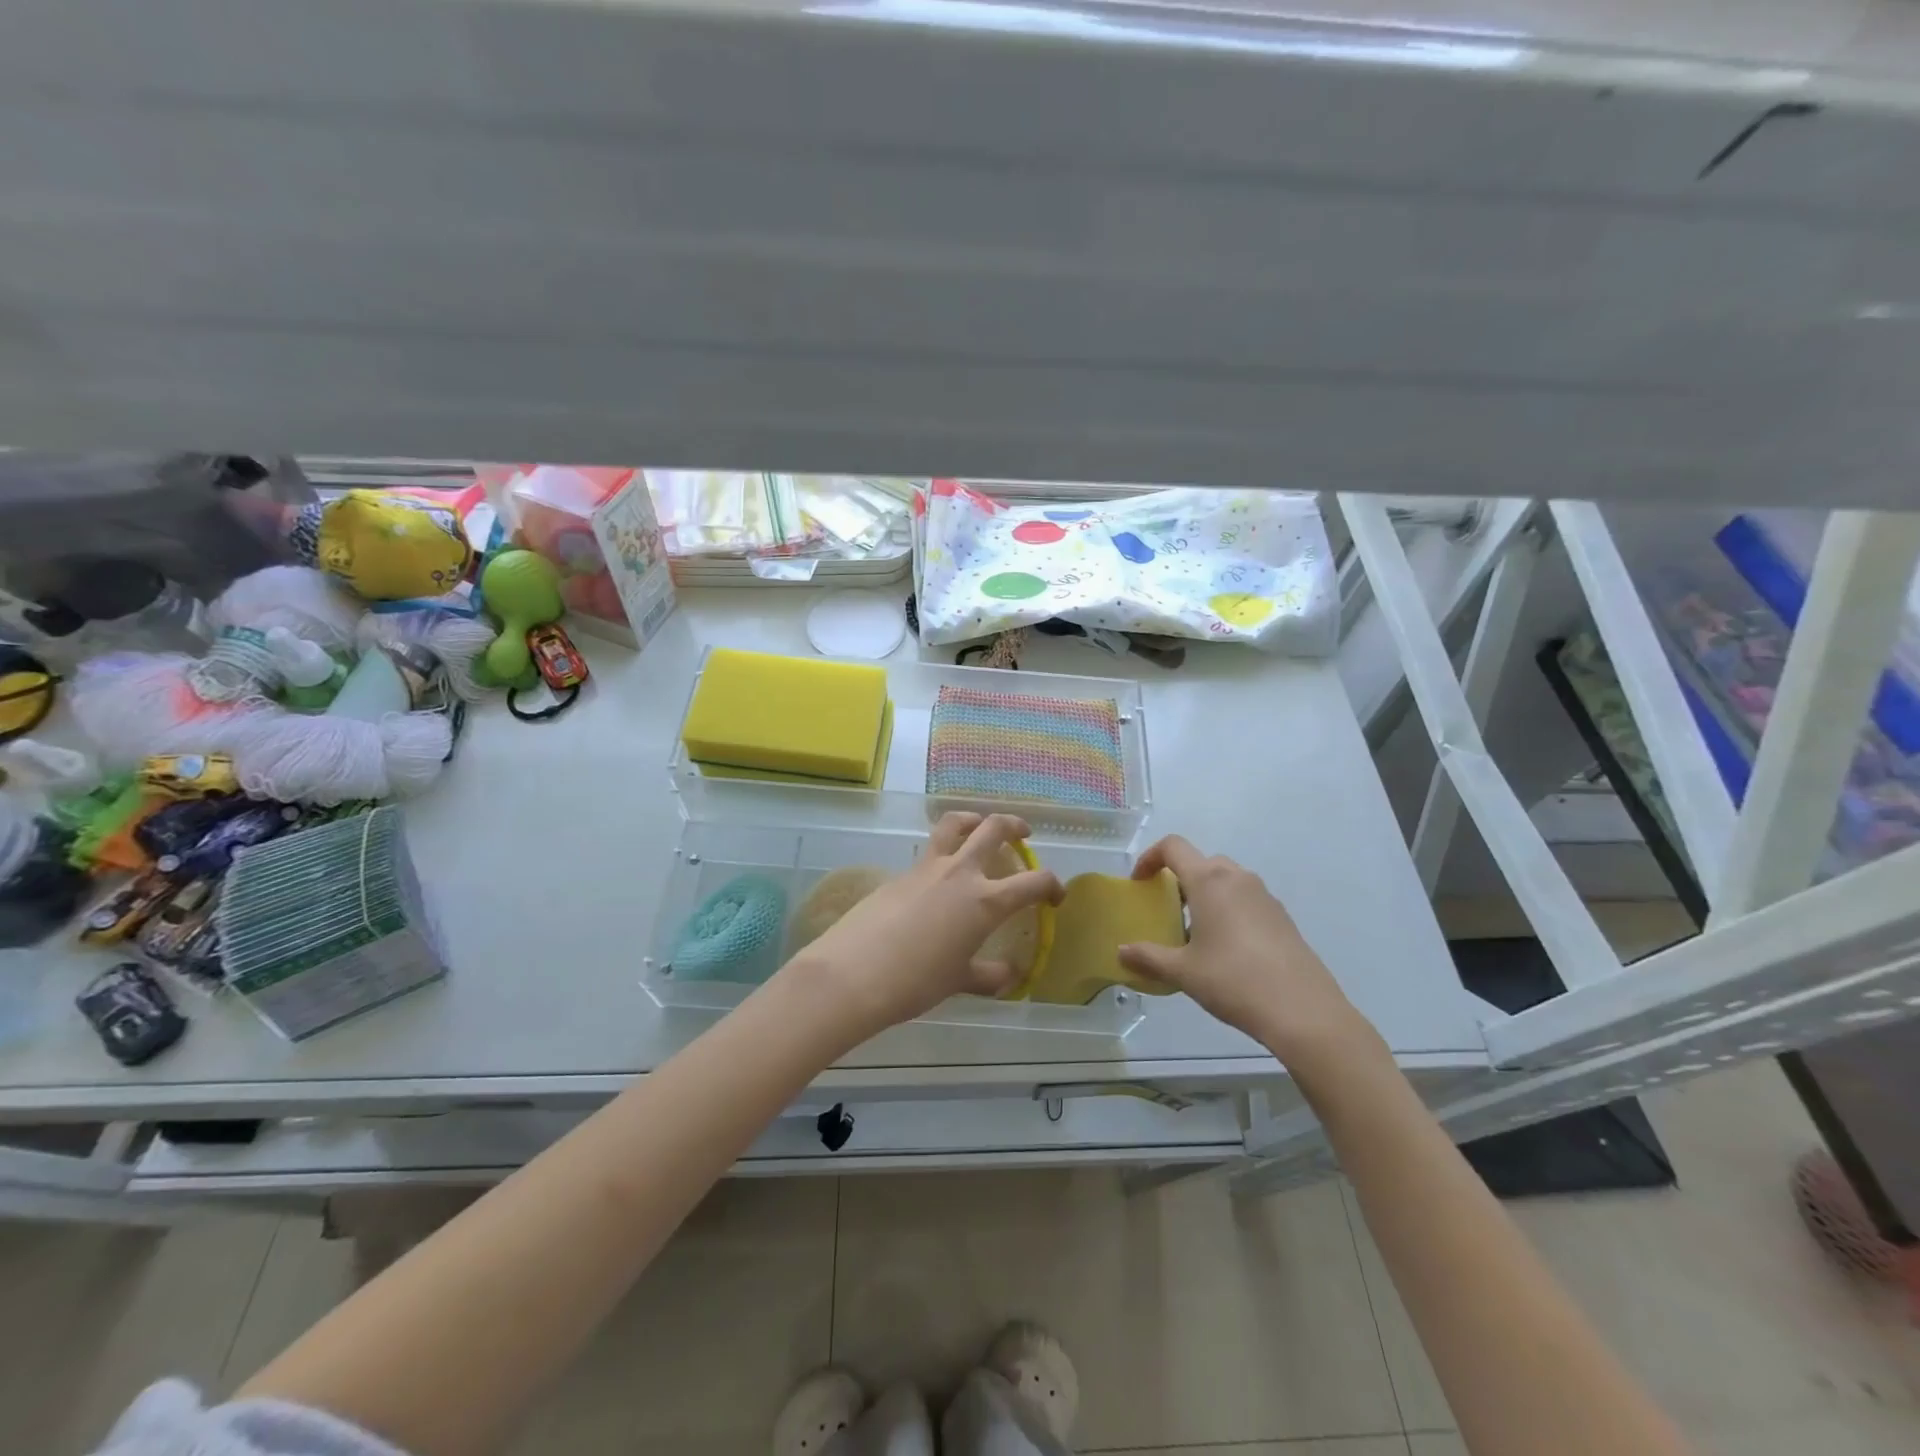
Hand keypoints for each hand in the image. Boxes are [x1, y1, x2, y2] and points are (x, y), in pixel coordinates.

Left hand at [783, 812, 1065, 1042]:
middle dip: (1015, 826)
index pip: (1033, 882)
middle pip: (994, 829)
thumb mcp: (958, 981)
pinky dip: (943, 851)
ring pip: (954, 824)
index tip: (1055, 896)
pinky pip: (929, 851)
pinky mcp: (900, 872)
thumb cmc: (915, 982)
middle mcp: (960, 873)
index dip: (1052, 885)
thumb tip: (1008, 975)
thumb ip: (988, 976)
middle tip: (1023, 834)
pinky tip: (938, 877)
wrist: (854, 973)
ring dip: (973, 819)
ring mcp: (927, 867)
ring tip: (979, 827)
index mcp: (985, 901)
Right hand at [1117, 836, 1383, 1078]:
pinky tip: (1226, 950)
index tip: (1139, 883)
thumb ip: (1148, 957)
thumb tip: (1122, 952)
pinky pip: (1245, 900)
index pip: (1173, 846)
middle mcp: (1237, 878)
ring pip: (1225, 881)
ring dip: (1205, 895)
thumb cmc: (1233, 981)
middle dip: (1179, 880)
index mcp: (1209, 880)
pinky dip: (1228, 910)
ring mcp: (1264, 896)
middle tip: (1167, 911)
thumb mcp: (1183, 972)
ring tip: (1195, 934)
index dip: (1150, 857)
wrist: (1303, 1012)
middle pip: (1200, 862)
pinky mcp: (1282, 917)